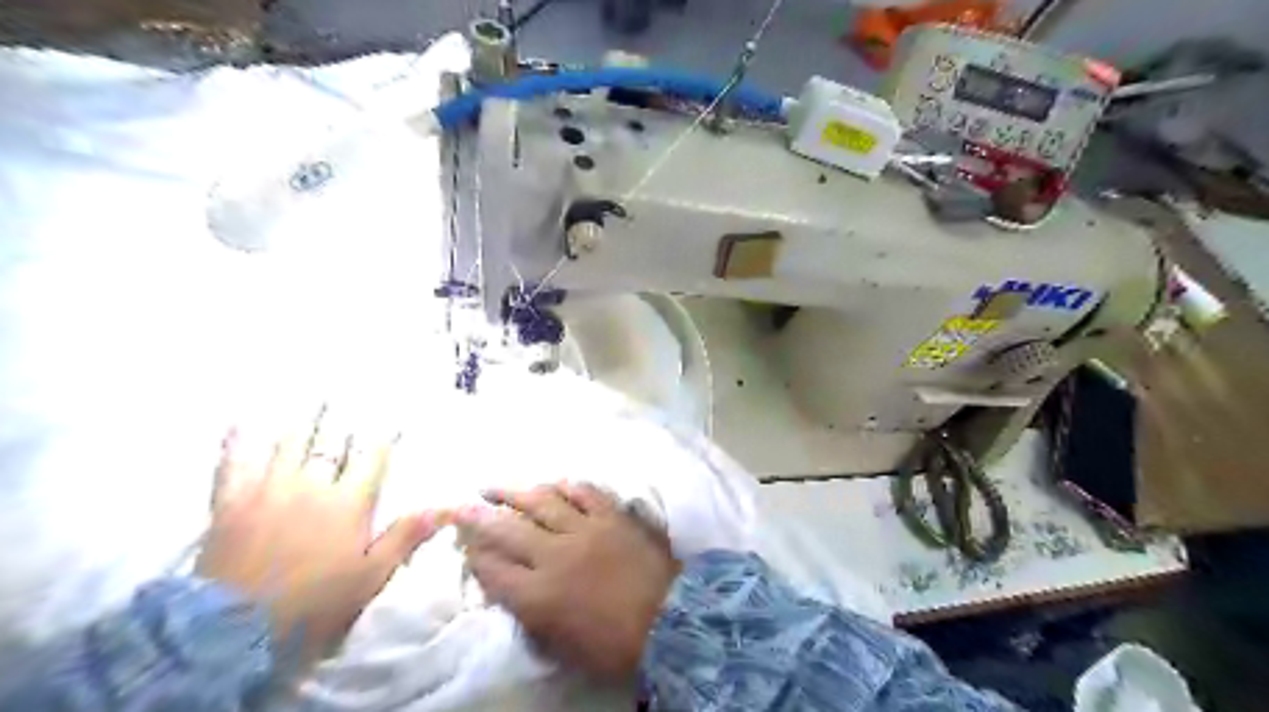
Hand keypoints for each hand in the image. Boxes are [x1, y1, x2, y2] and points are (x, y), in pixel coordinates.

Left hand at [193, 413, 442, 665]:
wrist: (234, 632)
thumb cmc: (316, 603)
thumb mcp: (371, 575)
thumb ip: (406, 536)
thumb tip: (445, 507)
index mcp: (349, 501)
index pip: (372, 455)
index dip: (383, 433)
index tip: (392, 414)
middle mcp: (312, 484)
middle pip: (332, 440)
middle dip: (344, 415)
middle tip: (351, 390)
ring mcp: (269, 488)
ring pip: (290, 442)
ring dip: (304, 418)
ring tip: (313, 395)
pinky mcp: (230, 501)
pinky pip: (234, 461)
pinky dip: (238, 439)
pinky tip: (242, 419)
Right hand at [452, 484, 674, 678]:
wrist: (671, 621)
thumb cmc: (615, 644)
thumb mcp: (563, 646)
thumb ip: (532, 617)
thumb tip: (512, 592)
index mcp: (539, 595)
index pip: (493, 570)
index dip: (474, 556)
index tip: (464, 545)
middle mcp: (554, 555)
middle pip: (507, 530)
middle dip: (478, 517)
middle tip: (461, 506)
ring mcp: (585, 529)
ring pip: (541, 502)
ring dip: (513, 492)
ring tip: (493, 486)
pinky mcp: (611, 514)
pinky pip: (583, 491)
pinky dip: (565, 485)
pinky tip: (552, 482)